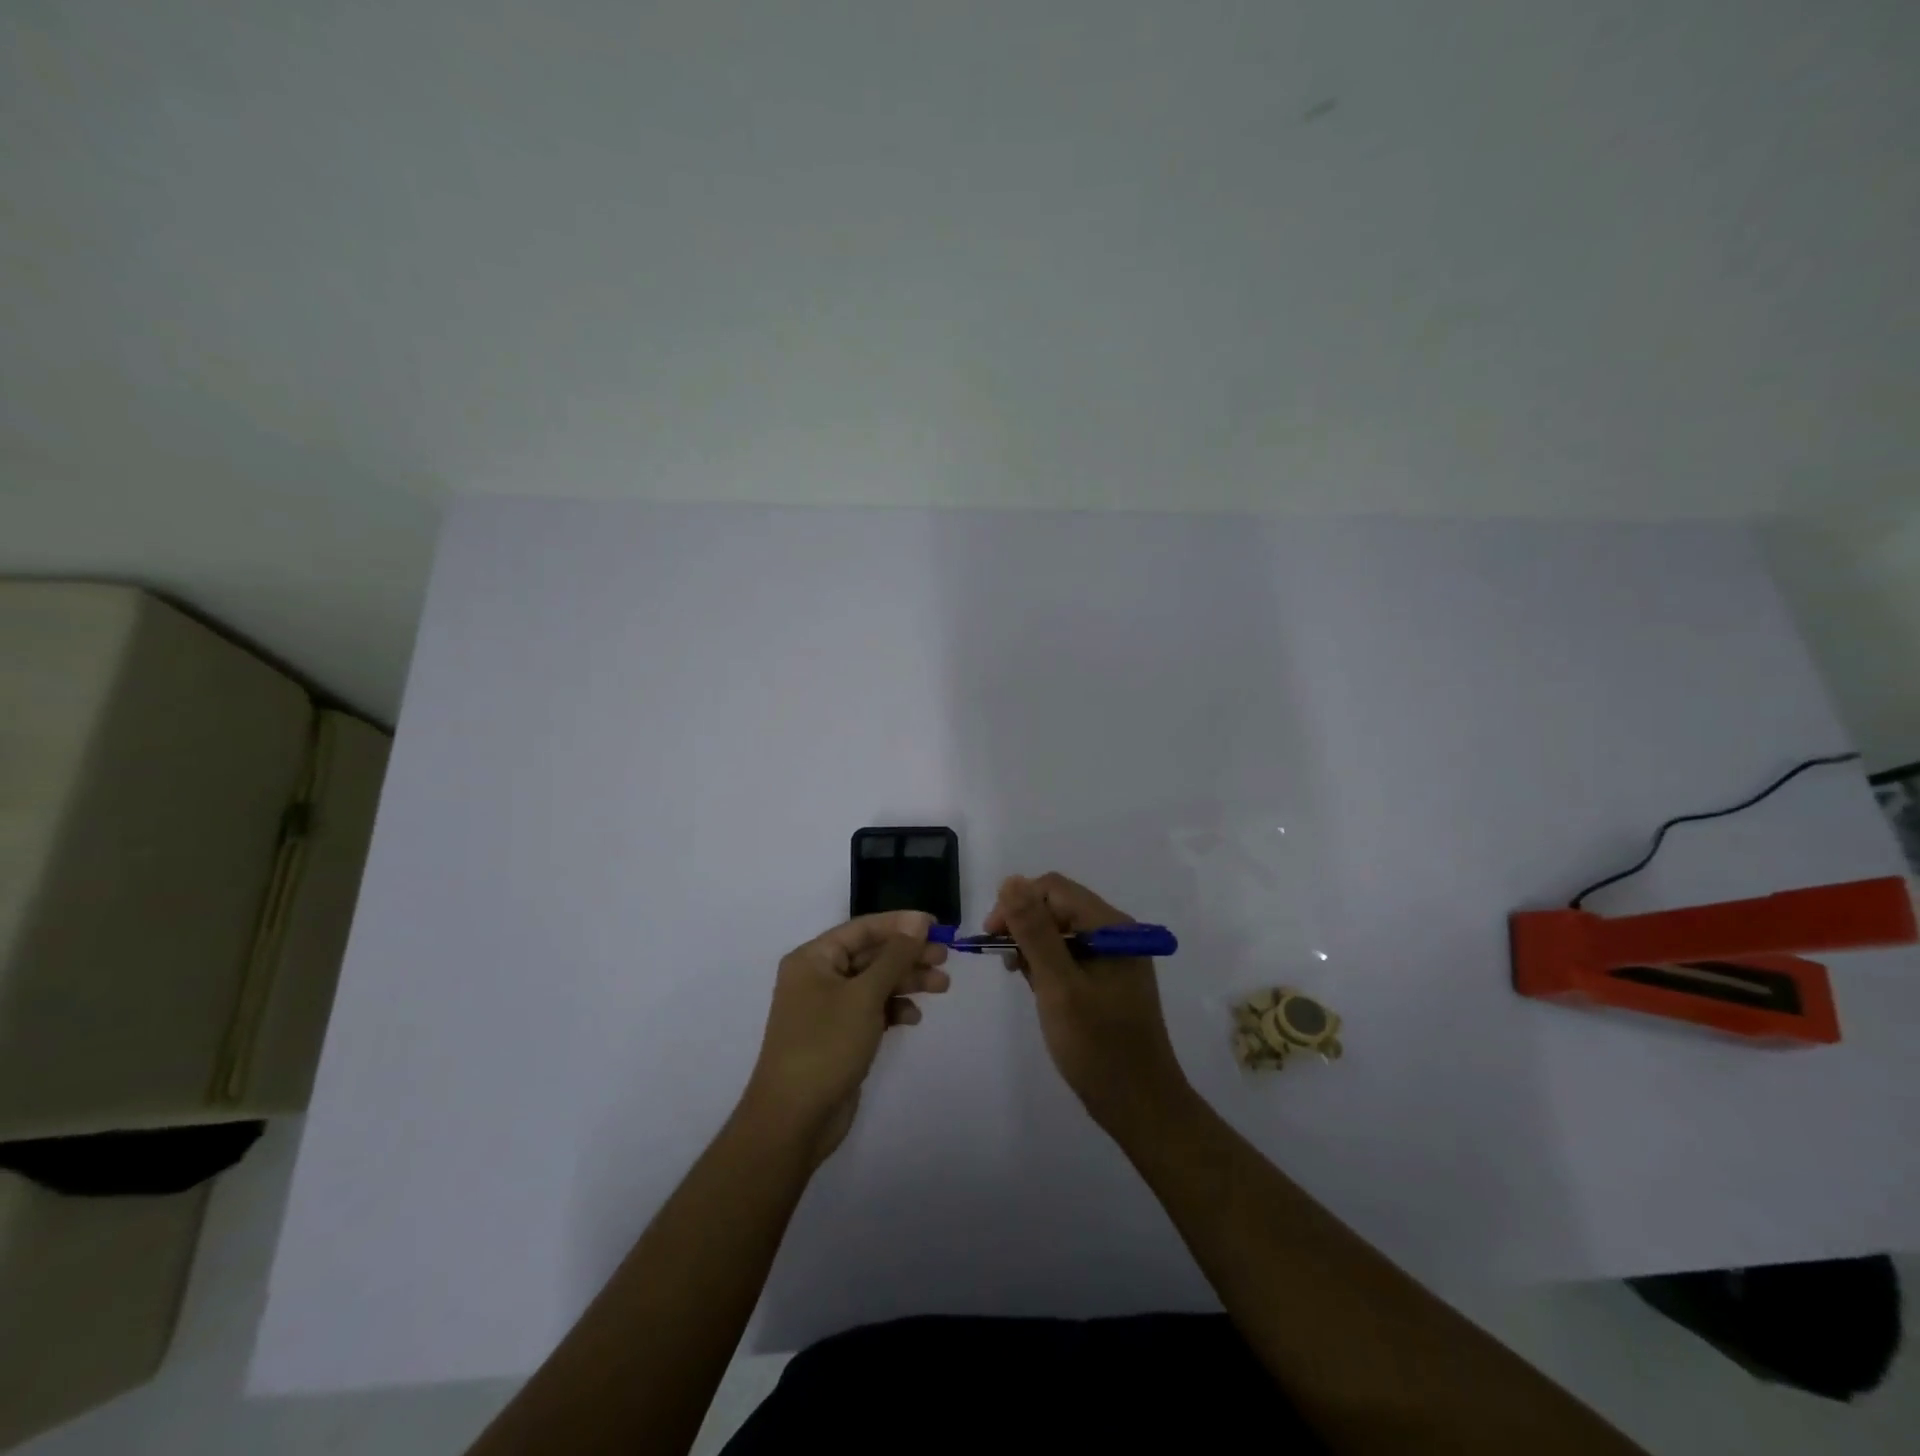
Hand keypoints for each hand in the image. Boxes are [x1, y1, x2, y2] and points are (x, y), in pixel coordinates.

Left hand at [742, 910, 949, 1160]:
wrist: (794, 1118)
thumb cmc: (826, 1045)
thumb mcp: (864, 995)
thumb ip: (894, 956)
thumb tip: (917, 921)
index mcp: (813, 958)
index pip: (863, 929)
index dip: (900, 924)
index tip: (936, 925)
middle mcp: (818, 977)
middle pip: (871, 955)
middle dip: (908, 955)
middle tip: (945, 958)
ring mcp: (828, 1008)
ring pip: (875, 983)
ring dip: (906, 982)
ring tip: (942, 986)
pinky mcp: (839, 1035)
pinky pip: (871, 1010)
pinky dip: (893, 1009)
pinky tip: (912, 1018)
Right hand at [987, 873, 1191, 1138]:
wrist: (1140, 1105)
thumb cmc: (1097, 1046)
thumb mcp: (1058, 986)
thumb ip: (1035, 931)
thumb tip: (1011, 880)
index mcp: (1110, 926)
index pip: (1054, 889)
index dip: (1017, 903)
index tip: (992, 938)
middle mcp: (1116, 932)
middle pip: (1059, 906)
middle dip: (1024, 924)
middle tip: (1003, 961)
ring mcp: (1115, 956)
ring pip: (1063, 930)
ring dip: (1035, 945)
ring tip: (1021, 977)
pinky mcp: (1109, 979)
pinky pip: (1072, 954)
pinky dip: (1049, 964)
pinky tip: (1039, 988)